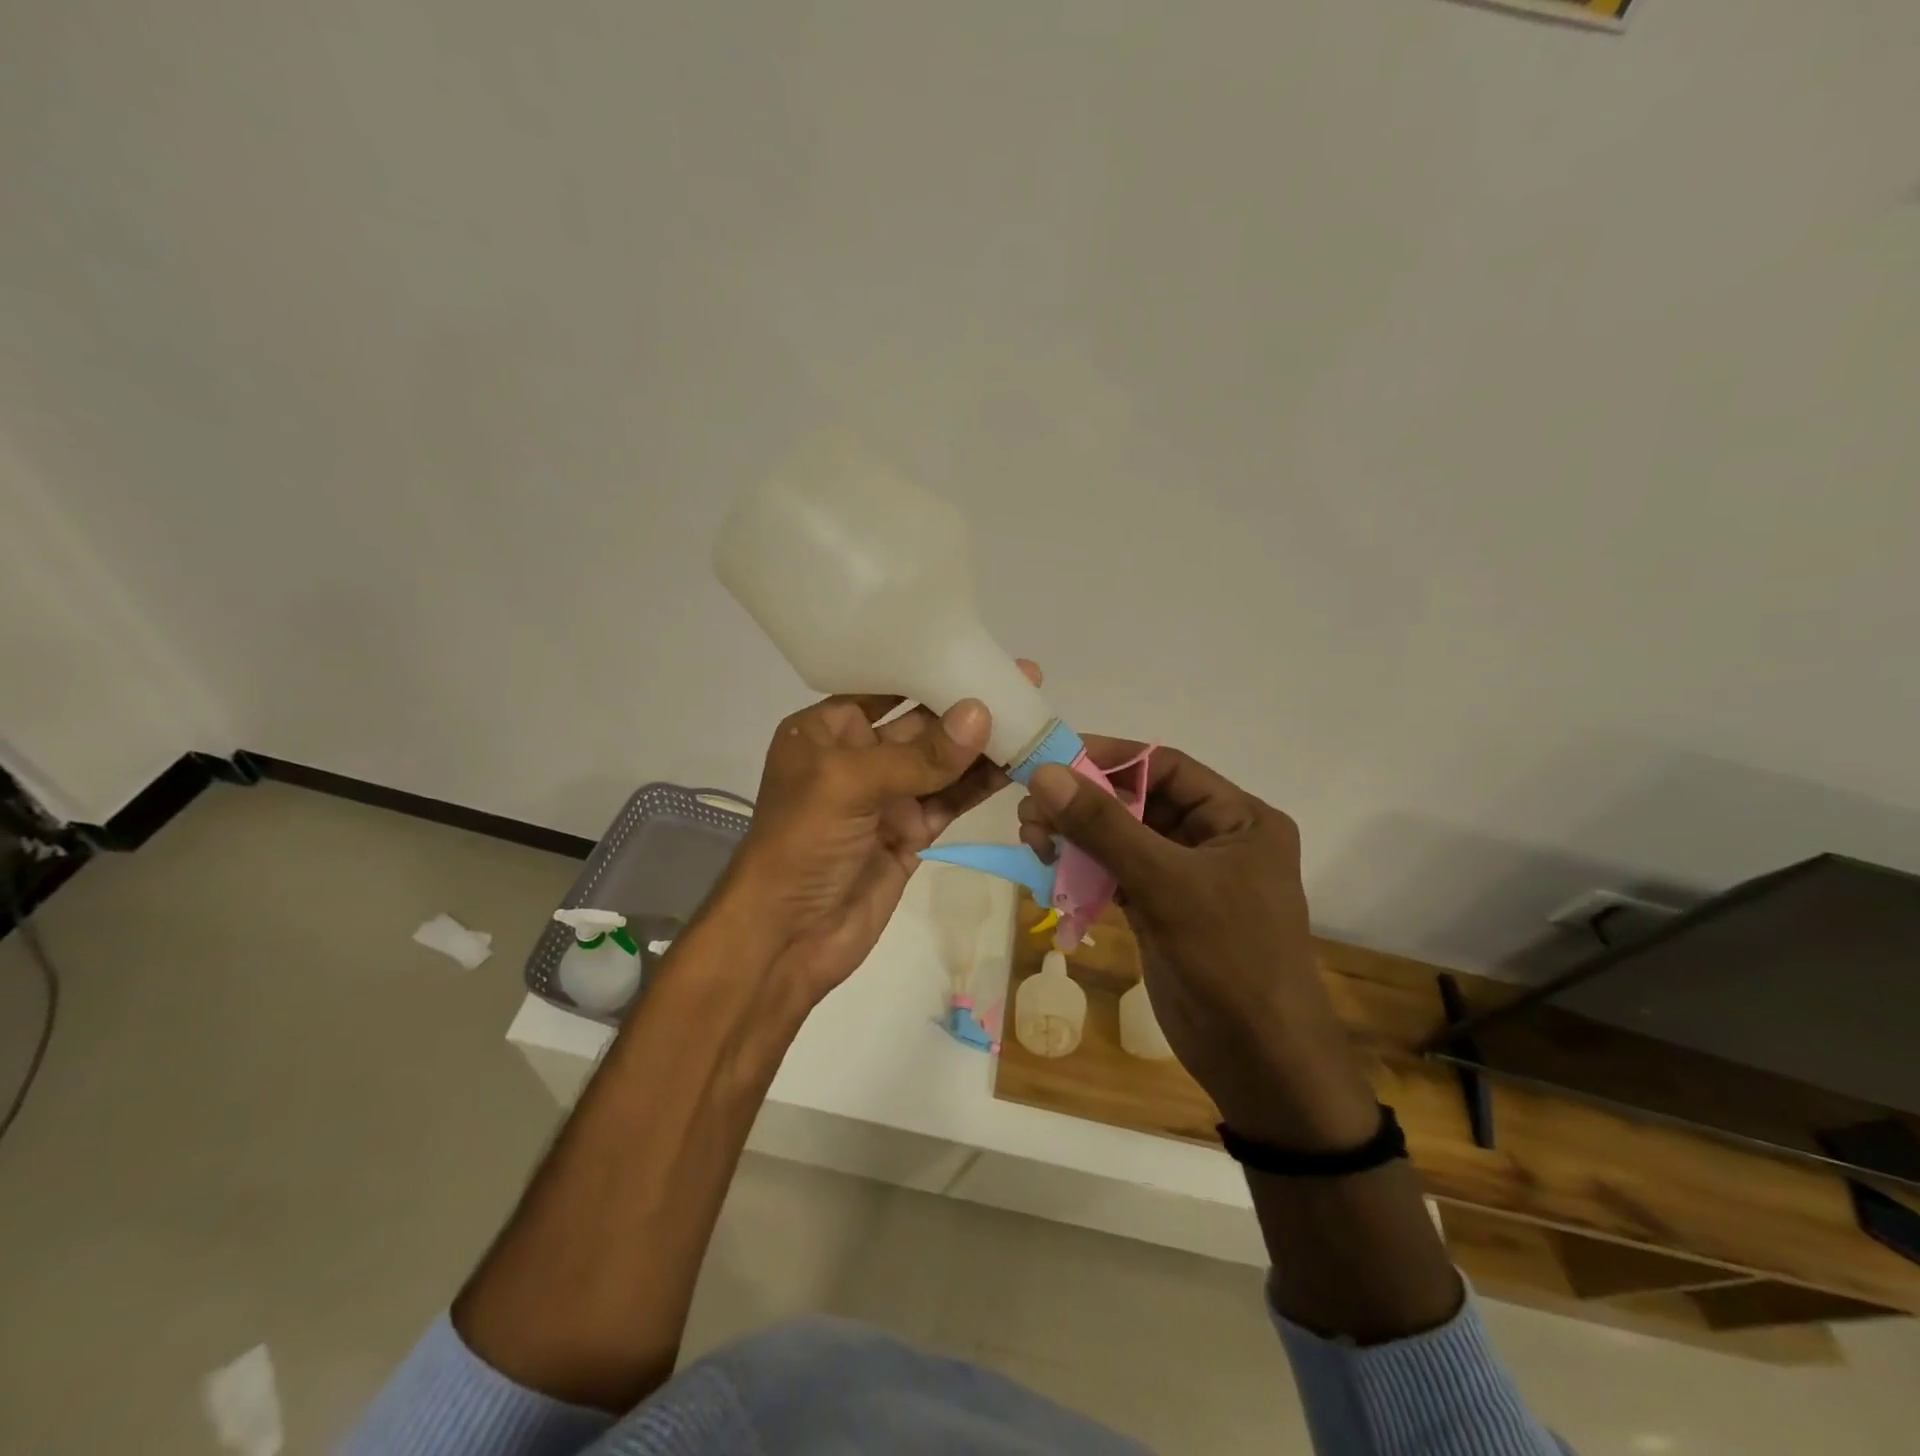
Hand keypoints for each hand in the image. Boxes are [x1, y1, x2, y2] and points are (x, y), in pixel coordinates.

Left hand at [721, 663, 1042, 1008]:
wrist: (786, 938)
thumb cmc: (801, 844)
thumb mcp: (849, 785)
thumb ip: (919, 754)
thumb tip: (981, 714)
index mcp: (826, 731)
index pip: (884, 687)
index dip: (931, 668)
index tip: (981, 651)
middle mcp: (857, 757)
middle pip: (921, 723)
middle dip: (968, 705)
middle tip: (1023, 680)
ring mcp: (886, 797)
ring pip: (943, 763)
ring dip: (984, 745)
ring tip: (1033, 717)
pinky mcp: (910, 833)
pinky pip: (951, 800)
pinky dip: (981, 785)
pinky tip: (1017, 765)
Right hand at [1018, 741, 1376, 1149]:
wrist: (1260, 1063)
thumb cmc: (1229, 958)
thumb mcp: (1165, 883)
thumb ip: (1104, 826)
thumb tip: (1045, 774)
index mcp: (1238, 819)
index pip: (1165, 767)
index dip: (1108, 758)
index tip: (1051, 759)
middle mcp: (1214, 839)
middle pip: (1138, 801)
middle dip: (1084, 802)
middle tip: (1031, 808)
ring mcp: (1186, 878)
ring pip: (1122, 838)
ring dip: (1077, 836)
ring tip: (1032, 839)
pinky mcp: (1162, 910)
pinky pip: (1116, 874)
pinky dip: (1083, 871)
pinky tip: (1049, 870)